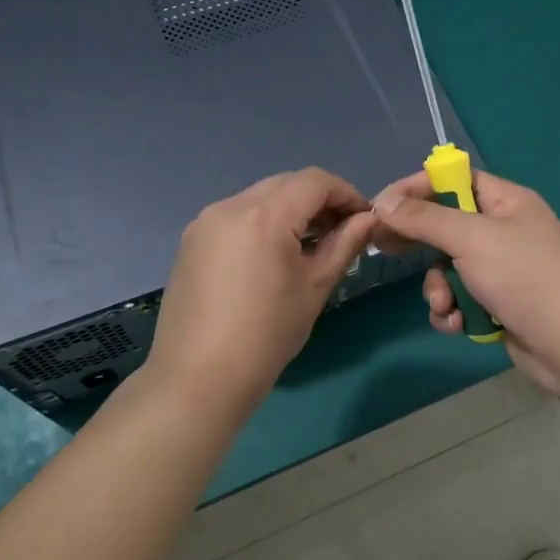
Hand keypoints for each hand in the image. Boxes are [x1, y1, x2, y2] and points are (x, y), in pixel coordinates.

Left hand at [147, 169, 378, 415]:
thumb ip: (343, 245)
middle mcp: (230, 206)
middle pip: (285, 184)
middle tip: (341, 232)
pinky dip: (262, 223)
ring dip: (289, 211)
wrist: (198, 378)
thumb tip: (368, 220)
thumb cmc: (267, 335)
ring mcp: (205, 222)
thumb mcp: (314, 288)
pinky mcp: (191, 241)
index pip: (314, 182)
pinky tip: (273, 255)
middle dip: (318, 200)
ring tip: (310, 245)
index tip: (365, 219)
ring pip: (259, 198)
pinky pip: (236, 216)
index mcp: (264, 215)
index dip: (346, 193)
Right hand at [373, 169, 559, 399]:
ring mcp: (501, 270)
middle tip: (385, 249)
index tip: (383, 205)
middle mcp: (504, 231)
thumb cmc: (524, 277)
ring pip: (448, 268)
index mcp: (507, 201)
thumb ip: (424, 218)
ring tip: (444, 305)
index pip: (454, 180)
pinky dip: (453, 311)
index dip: (418, 188)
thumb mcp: (470, 238)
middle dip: (420, 244)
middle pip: (446, 225)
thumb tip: (384, 202)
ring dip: (438, 288)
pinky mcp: (498, 304)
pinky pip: (460, 298)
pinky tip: (457, 325)